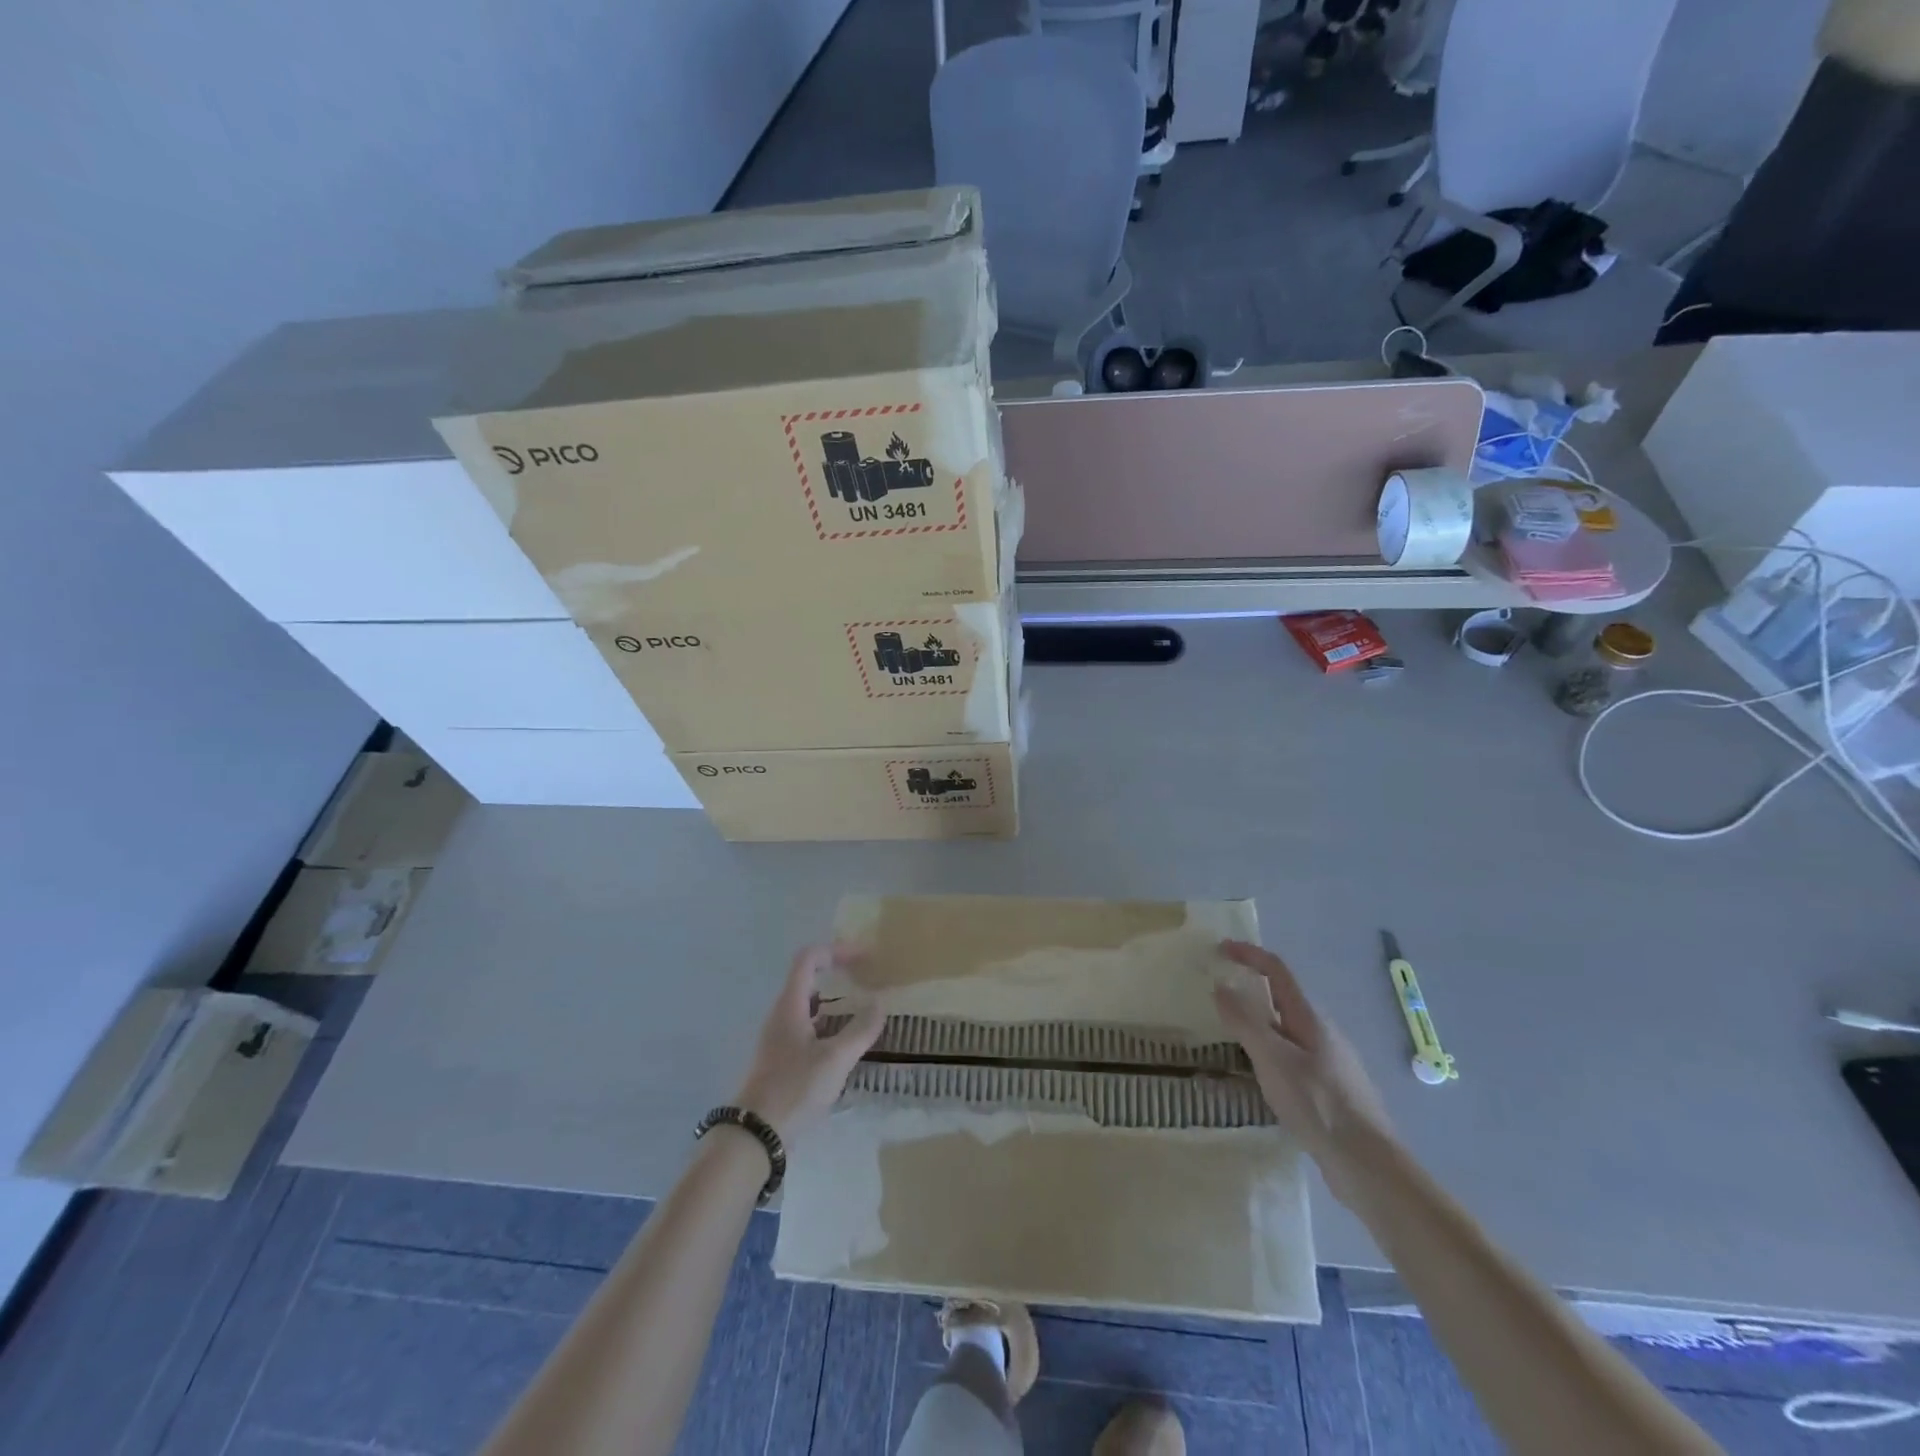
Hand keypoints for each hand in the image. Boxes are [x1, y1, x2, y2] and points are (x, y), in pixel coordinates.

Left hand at [735, 945, 884, 1141]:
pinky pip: (808, 1028)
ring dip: (835, 1001)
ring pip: (809, 1006)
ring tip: (863, 1011)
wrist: (755, 1135)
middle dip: (838, 973)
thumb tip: (879, 1002)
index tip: (865, 958)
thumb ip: (860, 1029)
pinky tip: (846, 1044)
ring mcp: (779, 1037)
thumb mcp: (835, 1059)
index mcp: (790, 1005)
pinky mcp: (781, 1059)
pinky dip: (829, 1024)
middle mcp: (781, 1014)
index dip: (837, 951)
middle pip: (808, 979)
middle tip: (867, 980)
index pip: (809, 958)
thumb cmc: (794, 1088)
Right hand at [1213, 940, 1392, 1179]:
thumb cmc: (1319, 1105)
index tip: (1220, 949)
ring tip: (1229, 1039)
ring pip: (1287, 1031)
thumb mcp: (1273, 1060)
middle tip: (1218, 1001)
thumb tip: (1221, 985)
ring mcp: (1330, 1063)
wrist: (1370, 1166)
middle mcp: (1322, 1033)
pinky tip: (1259, 1078)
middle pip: (1283, 999)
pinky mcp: (1331, 1090)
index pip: (1277, 971)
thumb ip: (1245, 1022)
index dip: (1249, 955)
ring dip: (1258, 1025)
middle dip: (1251, 991)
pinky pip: (1292, 1058)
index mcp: (1310, 1018)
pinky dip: (1269, 1054)